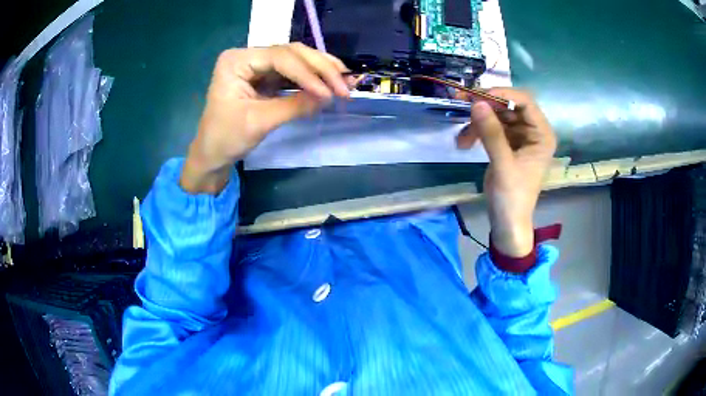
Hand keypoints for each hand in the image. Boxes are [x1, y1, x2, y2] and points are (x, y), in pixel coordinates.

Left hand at [181, 43, 350, 193]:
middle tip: (346, 83)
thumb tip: (328, 97)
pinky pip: (293, 73)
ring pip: (296, 60)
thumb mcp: (259, 122)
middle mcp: (248, 56)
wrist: (212, 155)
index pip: (279, 57)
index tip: (329, 92)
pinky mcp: (264, 77)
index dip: (308, 73)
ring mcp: (257, 65)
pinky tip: (329, 84)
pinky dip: (311, 80)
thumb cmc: (226, 139)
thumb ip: (294, 106)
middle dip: (320, 68)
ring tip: (345, 81)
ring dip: (321, 70)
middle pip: (291, 53)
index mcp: (236, 61)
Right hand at [456, 89, 556, 256]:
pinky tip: (464, 142)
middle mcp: (533, 131)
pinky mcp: (508, 143)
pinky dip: (477, 131)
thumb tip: (477, 103)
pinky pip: (491, 127)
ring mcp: (520, 136)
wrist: (507, 222)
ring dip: (478, 121)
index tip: (477, 96)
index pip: (525, 102)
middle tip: (461, 104)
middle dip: (486, 105)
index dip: (502, 94)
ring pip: (497, 115)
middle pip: (509, 105)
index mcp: (542, 134)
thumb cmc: (513, 197)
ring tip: (462, 135)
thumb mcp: (503, 165)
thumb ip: (492, 133)